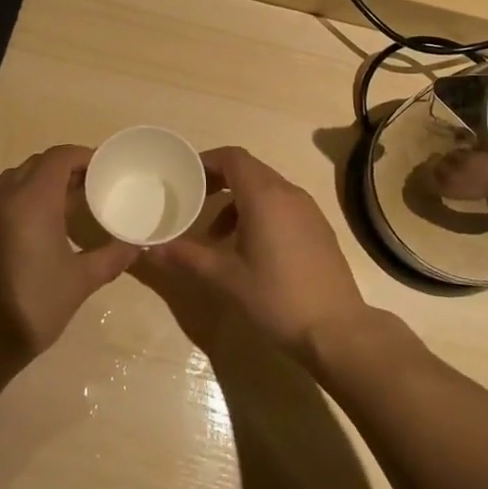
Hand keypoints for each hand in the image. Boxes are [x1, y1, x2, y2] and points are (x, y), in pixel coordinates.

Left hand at [0, 145, 138, 377]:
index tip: (102, 169)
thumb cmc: (31, 309)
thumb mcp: (80, 282)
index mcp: (30, 200)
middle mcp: (0, 195)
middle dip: (63, 169)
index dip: (83, 157)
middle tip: (87, 188)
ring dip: (37, 184)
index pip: (59, 157)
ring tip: (60, 207)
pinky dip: (14, 200)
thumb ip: (112, 257)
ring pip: (12, 179)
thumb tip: (136, 244)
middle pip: (36, 164)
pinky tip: (28, 228)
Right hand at [152, 147, 370, 361]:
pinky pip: (282, 205)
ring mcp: (308, 210)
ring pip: (266, 188)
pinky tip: (249, 249)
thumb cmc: (277, 298)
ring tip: (216, 235)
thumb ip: (187, 257)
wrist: (337, 330)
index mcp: (264, 196)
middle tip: (193, 200)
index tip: (184, 177)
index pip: (232, 157)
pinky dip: (259, 213)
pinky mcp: (318, 228)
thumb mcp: (226, 278)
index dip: (206, 161)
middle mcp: (288, 193)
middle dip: (218, 180)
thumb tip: (150, 249)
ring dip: (237, 201)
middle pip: (249, 170)